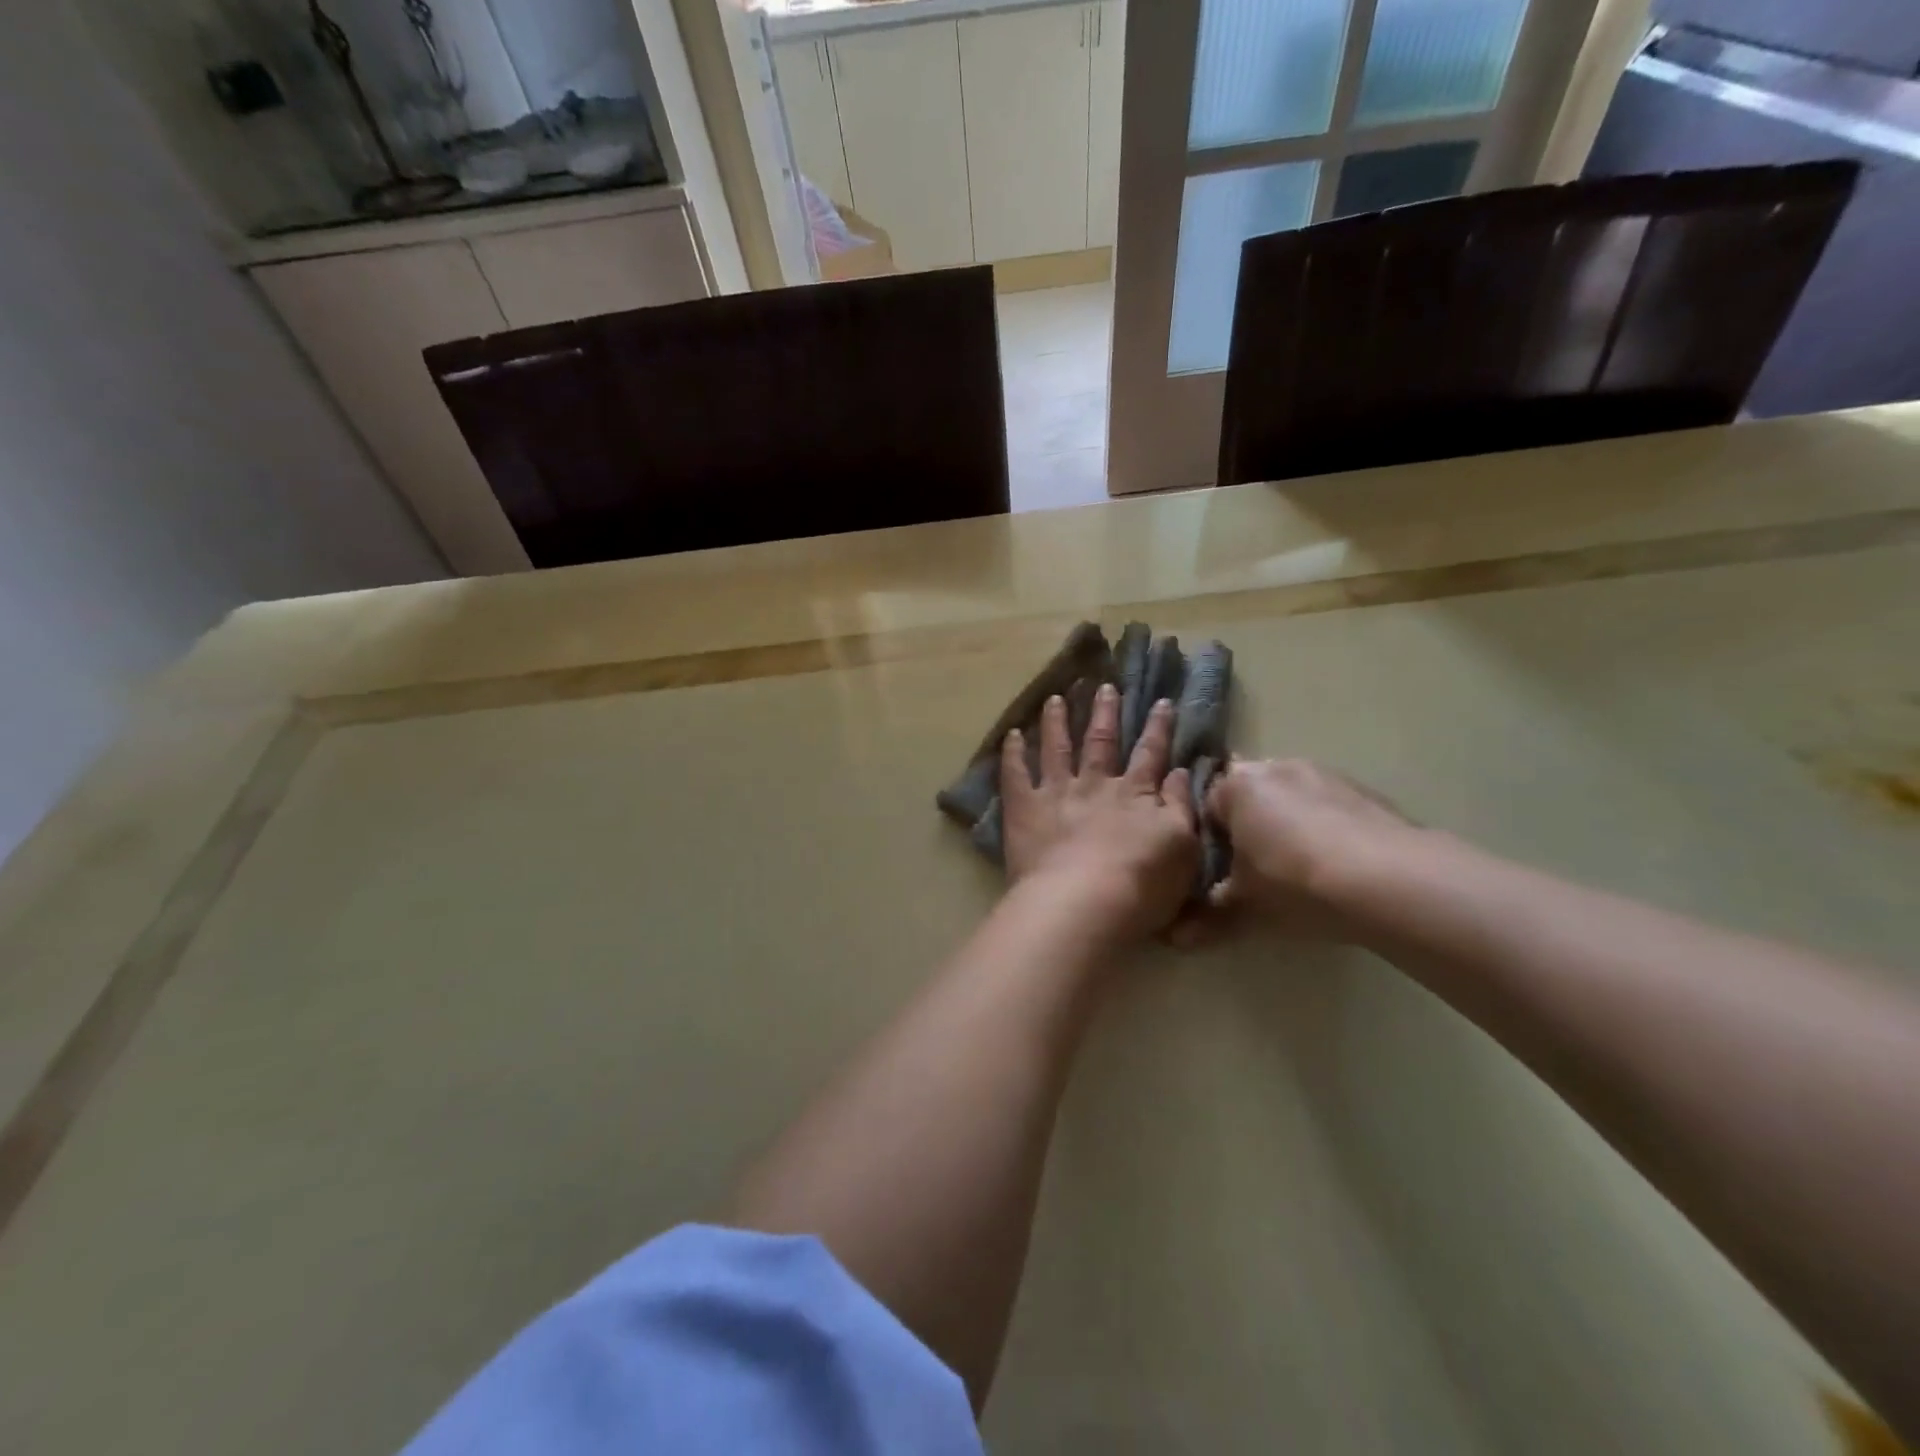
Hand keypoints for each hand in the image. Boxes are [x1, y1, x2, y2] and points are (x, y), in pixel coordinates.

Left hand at [1001, 685, 1198, 944]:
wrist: (1085, 902)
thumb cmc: (1142, 884)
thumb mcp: (1183, 846)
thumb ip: (1180, 805)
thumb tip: (1180, 771)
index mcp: (1136, 794)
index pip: (1151, 753)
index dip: (1158, 727)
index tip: (1162, 701)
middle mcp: (1096, 784)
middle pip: (1102, 742)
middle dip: (1106, 713)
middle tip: (1105, 686)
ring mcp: (1057, 792)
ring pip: (1057, 748)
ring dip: (1057, 721)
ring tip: (1055, 698)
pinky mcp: (1024, 808)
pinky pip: (1015, 774)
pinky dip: (1012, 753)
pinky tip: (1011, 734)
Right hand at [1204, 758, 1416, 937]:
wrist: (1390, 880)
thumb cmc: (1295, 883)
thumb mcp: (1244, 906)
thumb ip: (1209, 916)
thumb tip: (1176, 937)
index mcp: (1236, 786)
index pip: (1205, 807)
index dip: (1209, 842)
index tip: (1221, 873)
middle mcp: (1275, 767)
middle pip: (1250, 797)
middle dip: (1250, 828)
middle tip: (1258, 872)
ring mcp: (1322, 774)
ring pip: (1291, 799)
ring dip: (1289, 826)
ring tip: (1302, 871)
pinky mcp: (1363, 790)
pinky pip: (1328, 808)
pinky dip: (1326, 829)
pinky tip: (1338, 866)